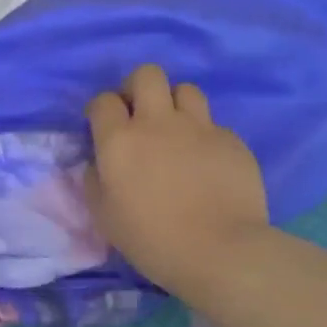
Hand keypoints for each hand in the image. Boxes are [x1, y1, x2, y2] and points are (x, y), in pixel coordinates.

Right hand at [85, 64, 269, 300]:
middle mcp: (158, 122)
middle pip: (147, 75)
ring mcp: (199, 128)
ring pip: (186, 89)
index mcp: (119, 139)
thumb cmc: (151, 238)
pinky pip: (214, 124)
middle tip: (139, 114)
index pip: (104, 100)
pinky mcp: (232, 141)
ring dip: (176, 104)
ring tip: (176, 131)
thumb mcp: (104, 215)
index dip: (102, 110)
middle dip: (139, 87)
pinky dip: (205, 137)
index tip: (103, 127)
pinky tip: (207, 163)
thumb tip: (96, 163)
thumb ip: (94, 180)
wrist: (221, 252)